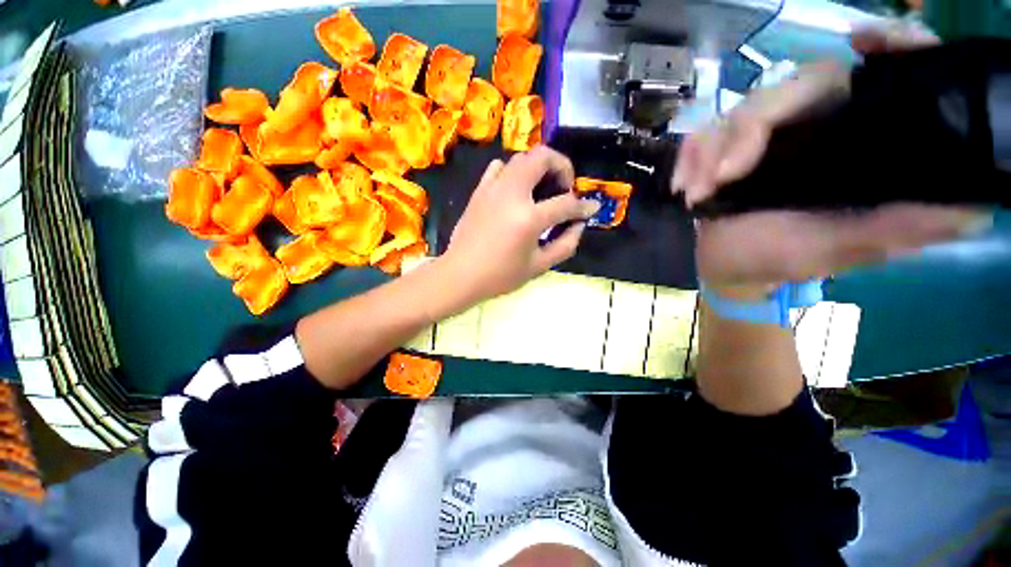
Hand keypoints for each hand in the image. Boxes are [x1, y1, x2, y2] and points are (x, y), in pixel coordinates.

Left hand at [444, 146, 599, 301]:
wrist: (460, 275)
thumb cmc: (500, 275)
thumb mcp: (539, 266)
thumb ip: (565, 244)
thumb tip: (580, 225)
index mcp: (528, 218)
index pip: (565, 203)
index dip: (583, 206)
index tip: (591, 209)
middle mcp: (512, 194)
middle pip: (542, 157)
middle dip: (562, 166)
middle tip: (564, 187)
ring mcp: (493, 189)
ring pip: (521, 157)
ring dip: (538, 167)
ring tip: (541, 188)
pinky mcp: (479, 190)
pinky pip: (499, 168)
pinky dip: (513, 172)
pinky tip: (515, 190)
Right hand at [674, 23, 992, 288]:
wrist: (725, 268)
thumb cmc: (780, 260)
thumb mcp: (841, 249)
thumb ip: (900, 228)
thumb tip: (976, 208)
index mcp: (855, 146)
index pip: (878, 77)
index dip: (887, 45)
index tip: (863, 41)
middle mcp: (817, 129)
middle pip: (791, 88)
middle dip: (747, 130)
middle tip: (721, 178)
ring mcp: (766, 138)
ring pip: (738, 112)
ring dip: (708, 152)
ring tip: (696, 194)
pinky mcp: (727, 149)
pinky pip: (703, 136)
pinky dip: (689, 158)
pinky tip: (685, 187)